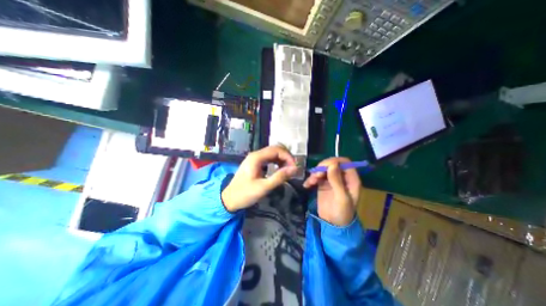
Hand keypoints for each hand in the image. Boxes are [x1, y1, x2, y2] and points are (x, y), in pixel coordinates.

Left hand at [220, 146, 298, 212]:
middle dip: (286, 157)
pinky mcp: (255, 163)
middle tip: (293, 168)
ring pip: (272, 153)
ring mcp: (255, 158)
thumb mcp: (264, 187)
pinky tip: (280, 169)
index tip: (294, 167)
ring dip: (282, 159)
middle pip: (275, 149)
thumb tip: (294, 169)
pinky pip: (268, 159)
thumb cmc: (245, 194)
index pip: (277, 150)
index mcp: (256, 157)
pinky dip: (276, 162)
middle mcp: (255, 155)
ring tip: (288, 169)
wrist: (229, 199)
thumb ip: (279, 177)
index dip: (288, 156)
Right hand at [303, 158, 361, 225]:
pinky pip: (317, 176)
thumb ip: (337, 181)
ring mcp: (332, 180)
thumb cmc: (342, 213)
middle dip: (323, 167)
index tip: (324, 167)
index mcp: (351, 179)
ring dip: (316, 173)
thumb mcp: (341, 198)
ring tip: (311, 182)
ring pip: (323, 169)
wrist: (332, 224)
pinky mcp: (323, 184)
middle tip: (315, 175)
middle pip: (332, 163)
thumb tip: (332, 164)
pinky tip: (307, 185)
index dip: (334, 162)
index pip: (344, 162)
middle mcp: (342, 177)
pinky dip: (311, 178)